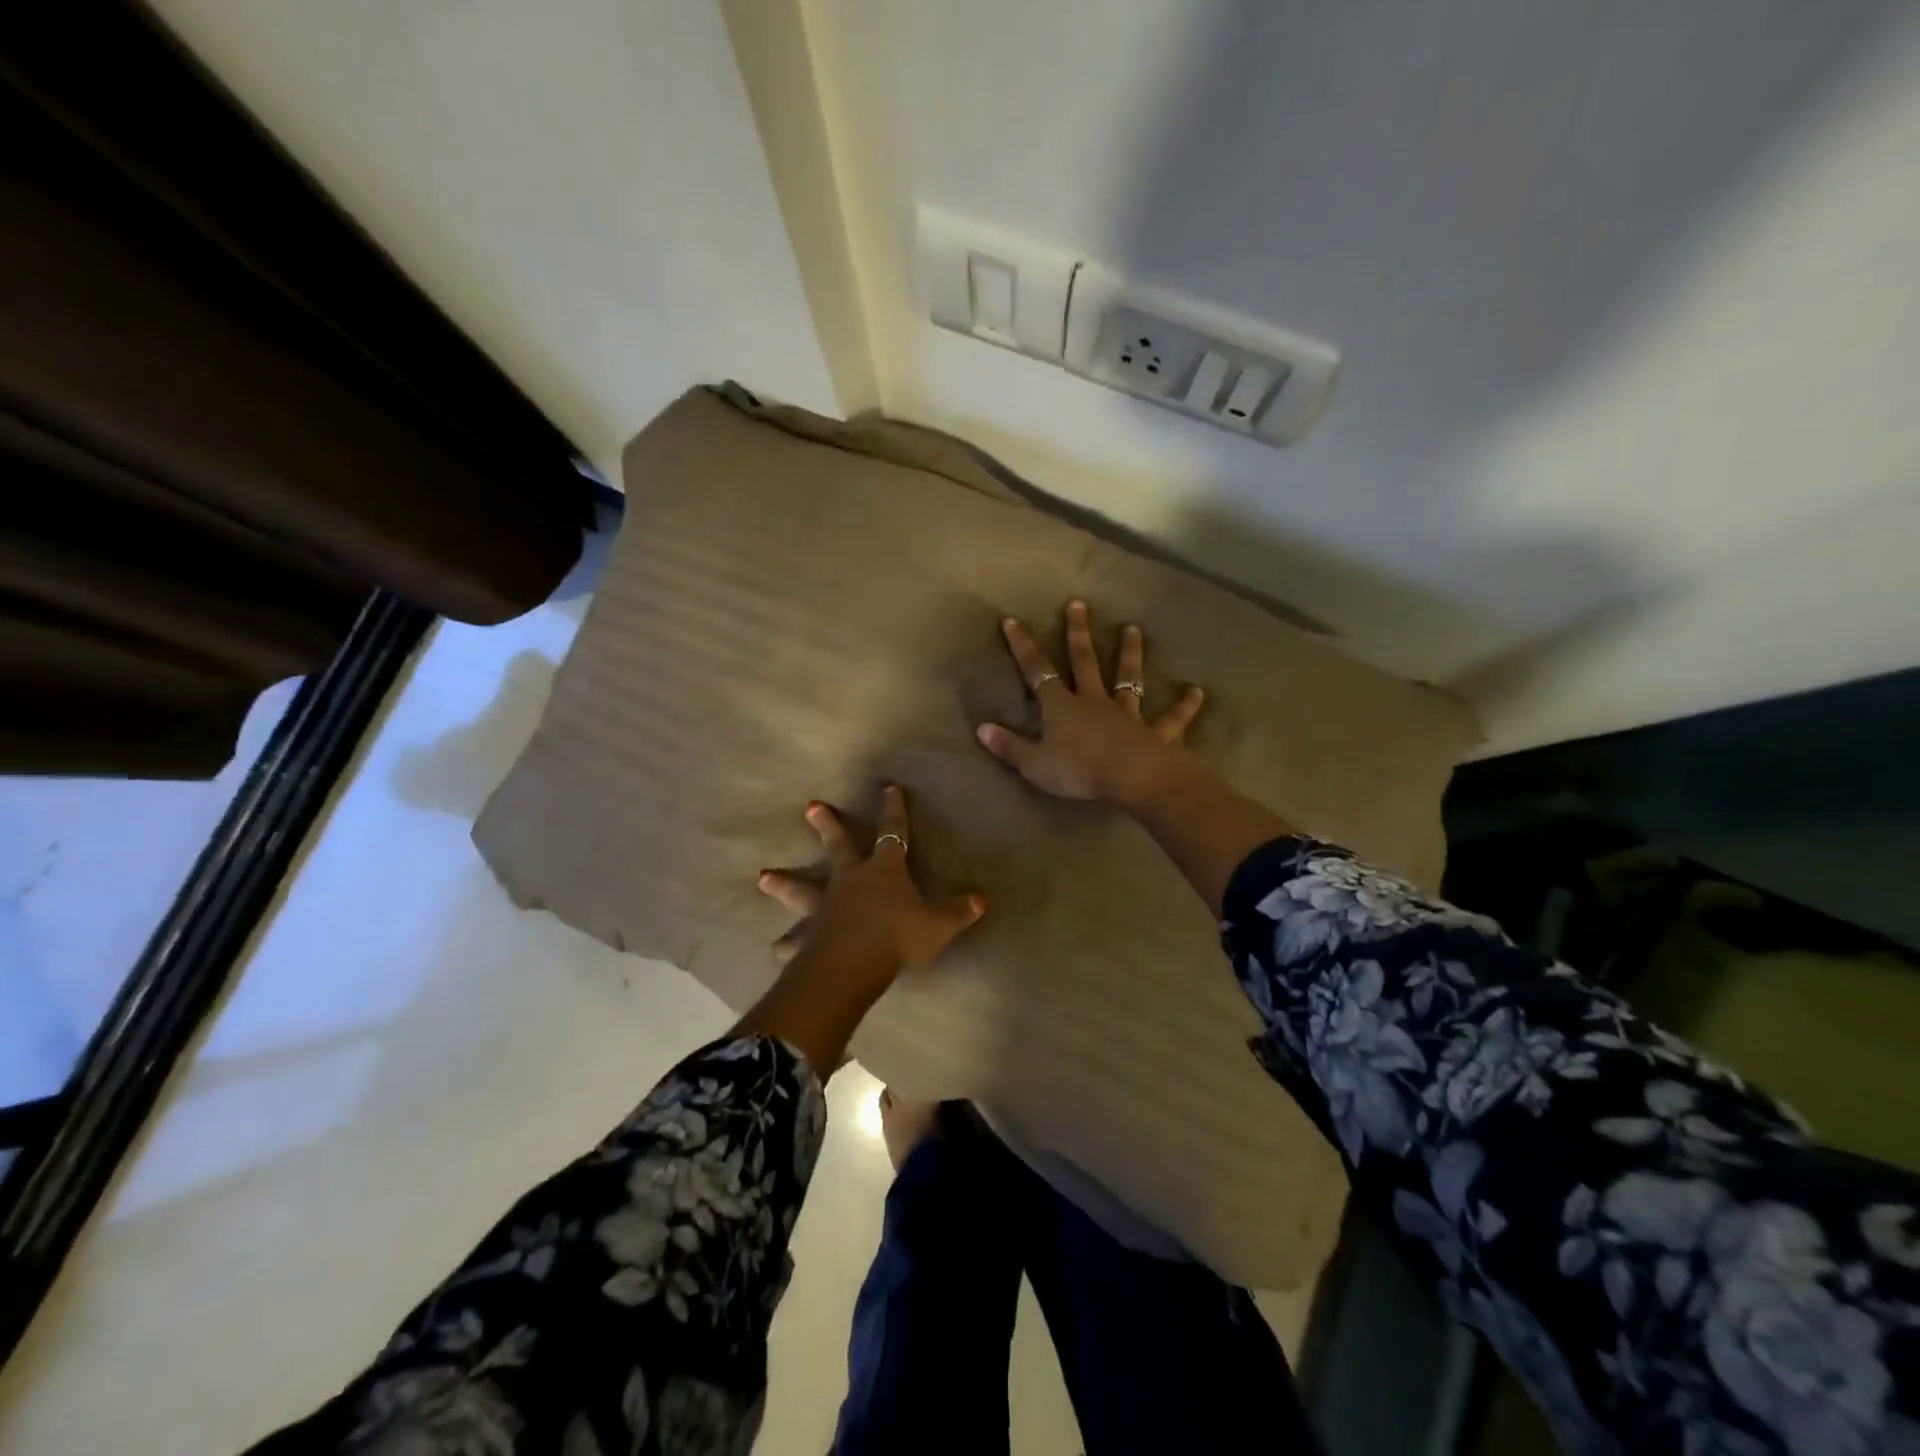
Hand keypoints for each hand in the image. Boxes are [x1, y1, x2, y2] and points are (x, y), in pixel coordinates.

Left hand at [757, 785, 986, 977]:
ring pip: (802, 890)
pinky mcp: (810, 936)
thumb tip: (984, 899)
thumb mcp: (938, 924)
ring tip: (762, 877)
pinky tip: (775, 949)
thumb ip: (960, 911)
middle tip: (811, 807)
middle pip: (838, 848)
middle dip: (827, 827)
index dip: (894, 810)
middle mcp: (851, 881)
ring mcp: (826, 907)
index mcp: (884, 871)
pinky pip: (795, 941)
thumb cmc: (899, 935)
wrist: (855, 964)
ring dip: (784, 883)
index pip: (893, 833)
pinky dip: (786, 945)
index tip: (889, 788)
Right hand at [975, 599, 1205, 806]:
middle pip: (1085, 661)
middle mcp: (1094, 701)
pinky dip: (1185, 707)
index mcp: (1062, 707)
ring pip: (1128, 679)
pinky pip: (1172, 719)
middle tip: (1079, 604)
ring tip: (1133, 629)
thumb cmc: (1078, 771)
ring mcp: (1127, 714)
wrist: (1131, 779)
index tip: (1012, 619)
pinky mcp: (1156, 733)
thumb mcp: (1034, 764)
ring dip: (1130, 654)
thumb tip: (981, 729)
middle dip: (1078, 633)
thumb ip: (1009, 746)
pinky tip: (1197, 692)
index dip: (1022, 646)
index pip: (1037, 671)